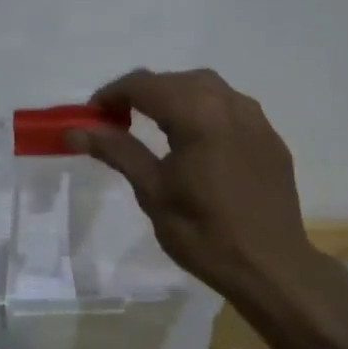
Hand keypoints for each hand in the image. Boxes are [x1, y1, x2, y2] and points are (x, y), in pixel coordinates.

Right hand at [66, 69, 317, 303]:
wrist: (272, 268)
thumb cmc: (204, 234)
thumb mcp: (153, 192)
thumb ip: (117, 151)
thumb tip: (75, 130)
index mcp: (199, 115)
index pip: (145, 84)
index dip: (112, 94)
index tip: (92, 116)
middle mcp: (230, 104)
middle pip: (176, 80)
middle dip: (143, 93)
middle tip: (117, 122)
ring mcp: (256, 119)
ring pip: (207, 88)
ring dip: (175, 97)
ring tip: (154, 126)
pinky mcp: (270, 137)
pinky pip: (230, 107)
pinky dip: (204, 111)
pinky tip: (195, 141)